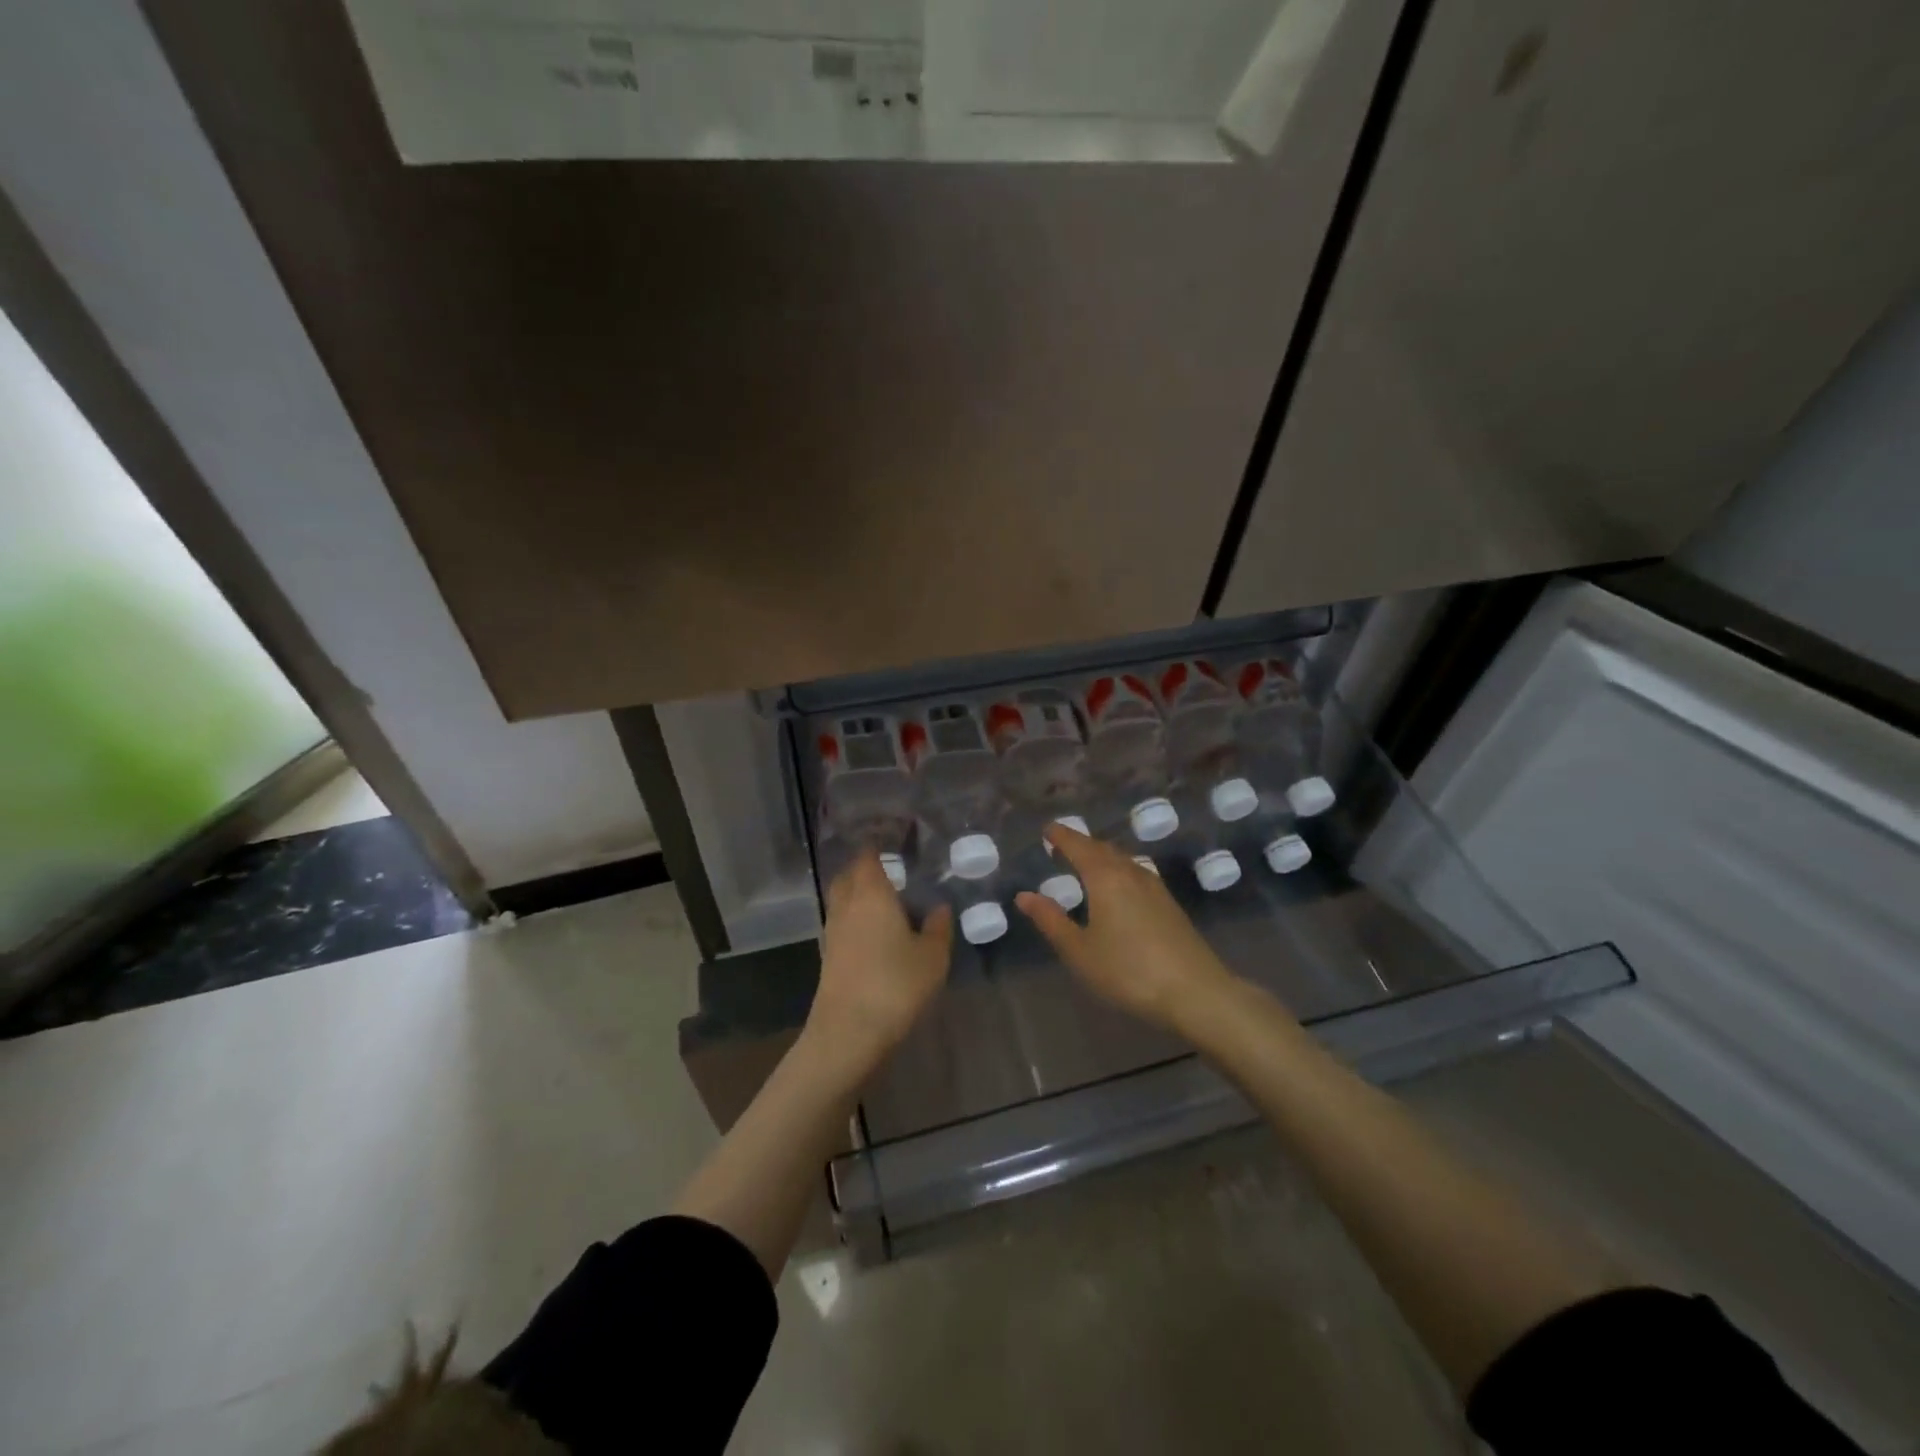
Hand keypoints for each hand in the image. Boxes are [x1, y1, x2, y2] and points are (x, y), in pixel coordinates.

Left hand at [808, 851, 952, 1072]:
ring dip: (859, 894)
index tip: (894, 838)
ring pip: (843, 899)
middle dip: (865, 868)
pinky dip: (855, 918)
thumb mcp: (932, 957)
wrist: (848, 1033)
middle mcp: (847, 905)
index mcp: (872, 893)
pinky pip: (842, 922)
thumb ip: (937, 927)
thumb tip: (938, 907)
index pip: (868, 856)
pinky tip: (876, 932)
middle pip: (849, 875)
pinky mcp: (828, 955)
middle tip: (891, 870)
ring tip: (886, 900)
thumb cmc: (895, 985)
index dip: (877, 845)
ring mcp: (833, 931)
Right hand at [1015, 823, 1237, 1032]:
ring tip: (1085, 864)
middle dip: (1080, 844)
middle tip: (1061, 846)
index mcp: (1105, 878)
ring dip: (1101, 856)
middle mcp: (1131, 873)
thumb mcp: (1080, 951)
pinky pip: (1135, 873)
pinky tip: (1117, 888)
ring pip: (1122, 859)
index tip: (1046, 829)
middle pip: (1102, 848)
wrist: (1196, 992)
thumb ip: (1051, 920)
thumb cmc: (1128, 971)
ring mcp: (1155, 887)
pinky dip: (1118, 870)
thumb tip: (1024, 895)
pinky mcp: (1169, 904)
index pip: (1079, 846)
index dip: (1061, 836)